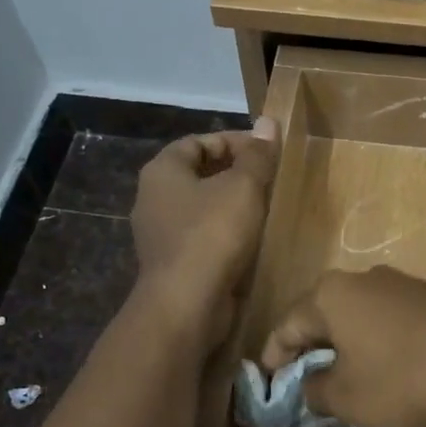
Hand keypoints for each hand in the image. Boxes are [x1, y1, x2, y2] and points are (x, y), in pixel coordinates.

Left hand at [130, 118, 279, 347]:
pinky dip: (227, 234)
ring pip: (203, 208)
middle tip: (271, 178)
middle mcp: (153, 199)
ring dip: (233, 206)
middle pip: (199, 174)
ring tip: (268, 207)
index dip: (233, 141)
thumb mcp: (242, 188)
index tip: (267, 151)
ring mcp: (161, 234)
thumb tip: (268, 122)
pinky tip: (254, 240)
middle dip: (236, 173)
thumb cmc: (211, 235)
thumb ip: (257, 155)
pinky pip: (203, 237)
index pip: (198, 142)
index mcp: (162, 171)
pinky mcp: (174, 263)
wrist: (186, 304)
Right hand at [260, 267, 425, 426]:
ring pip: (355, 317)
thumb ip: (315, 391)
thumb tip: (311, 383)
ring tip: (345, 379)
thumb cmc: (404, 376)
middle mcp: (359, 278)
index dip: (273, 358)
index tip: (269, 384)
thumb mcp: (348, 399)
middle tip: (303, 383)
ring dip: (345, 347)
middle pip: (321, 317)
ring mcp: (398, 283)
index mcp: (330, 295)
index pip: (286, 326)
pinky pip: (386, 320)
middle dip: (309, 351)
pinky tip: (386, 369)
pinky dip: (376, 344)